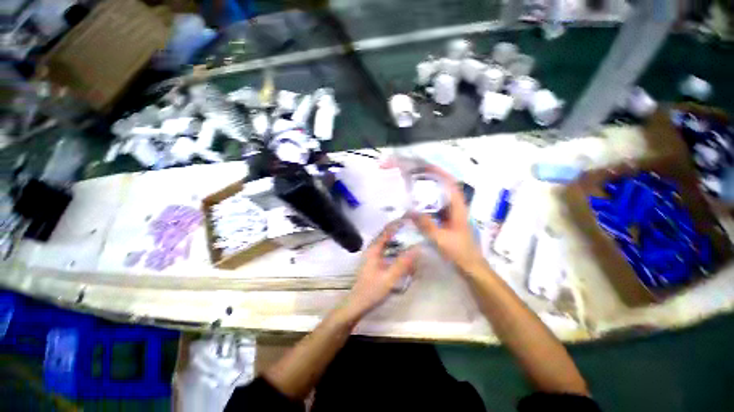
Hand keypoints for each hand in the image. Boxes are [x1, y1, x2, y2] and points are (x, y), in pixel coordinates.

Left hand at [341, 221, 418, 319]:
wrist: (356, 304)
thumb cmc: (371, 291)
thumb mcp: (389, 278)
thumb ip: (403, 264)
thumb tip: (417, 248)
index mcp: (374, 249)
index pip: (387, 231)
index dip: (398, 223)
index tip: (410, 217)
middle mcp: (372, 249)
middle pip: (387, 234)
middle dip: (399, 228)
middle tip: (414, 226)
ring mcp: (372, 255)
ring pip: (387, 242)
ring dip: (397, 237)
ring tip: (411, 235)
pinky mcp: (374, 262)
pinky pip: (386, 250)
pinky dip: (395, 247)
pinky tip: (403, 252)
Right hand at [410, 165, 485, 273]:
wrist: (470, 266)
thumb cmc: (459, 252)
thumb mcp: (440, 239)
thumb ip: (426, 225)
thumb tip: (410, 211)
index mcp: (458, 208)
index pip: (450, 184)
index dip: (439, 173)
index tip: (425, 167)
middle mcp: (455, 207)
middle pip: (444, 187)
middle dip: (431, 178)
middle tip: (414, 175)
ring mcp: (451, 214)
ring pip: (439, 197)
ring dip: (428, 190)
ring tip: (413, 186)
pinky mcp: (447, 220)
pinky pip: (436, 207)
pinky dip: (426, 202)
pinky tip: (416, 204)